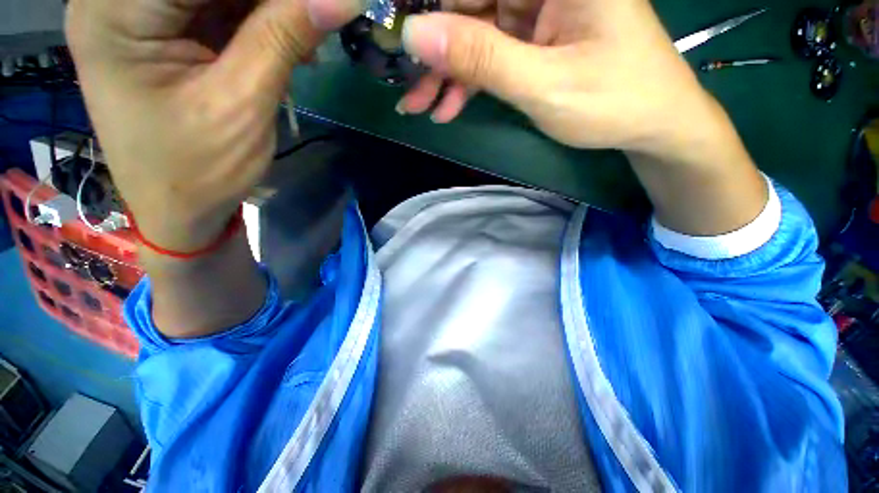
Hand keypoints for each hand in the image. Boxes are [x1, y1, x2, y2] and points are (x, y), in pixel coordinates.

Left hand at [66, 0, 359, 251]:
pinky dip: (258, 19)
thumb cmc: (199, 170)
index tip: (320, 5)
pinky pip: (217, 5)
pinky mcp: (162, 28)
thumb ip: (283, 39)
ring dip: (269, 9)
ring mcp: (138, 11)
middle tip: (315, 17)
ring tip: (304, 41)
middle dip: (271, 0)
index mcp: (115, 11)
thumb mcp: (243, 104)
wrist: (178, 208)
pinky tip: (288, 43)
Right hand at [398, 0, 717, 158]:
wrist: (649, 122)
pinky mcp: (533, 36)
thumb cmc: (612, 102)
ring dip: (444, 72)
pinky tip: (448, 107)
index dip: (428, 5)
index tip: (397, 35)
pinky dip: (466, 81)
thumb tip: (415, 34)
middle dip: (432, 48)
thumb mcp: (543, 84)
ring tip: (420, 105)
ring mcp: (537, 7)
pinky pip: (488, 52)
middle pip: (468, 2)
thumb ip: (481, 58)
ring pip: (472, 31)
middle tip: (405, 88)